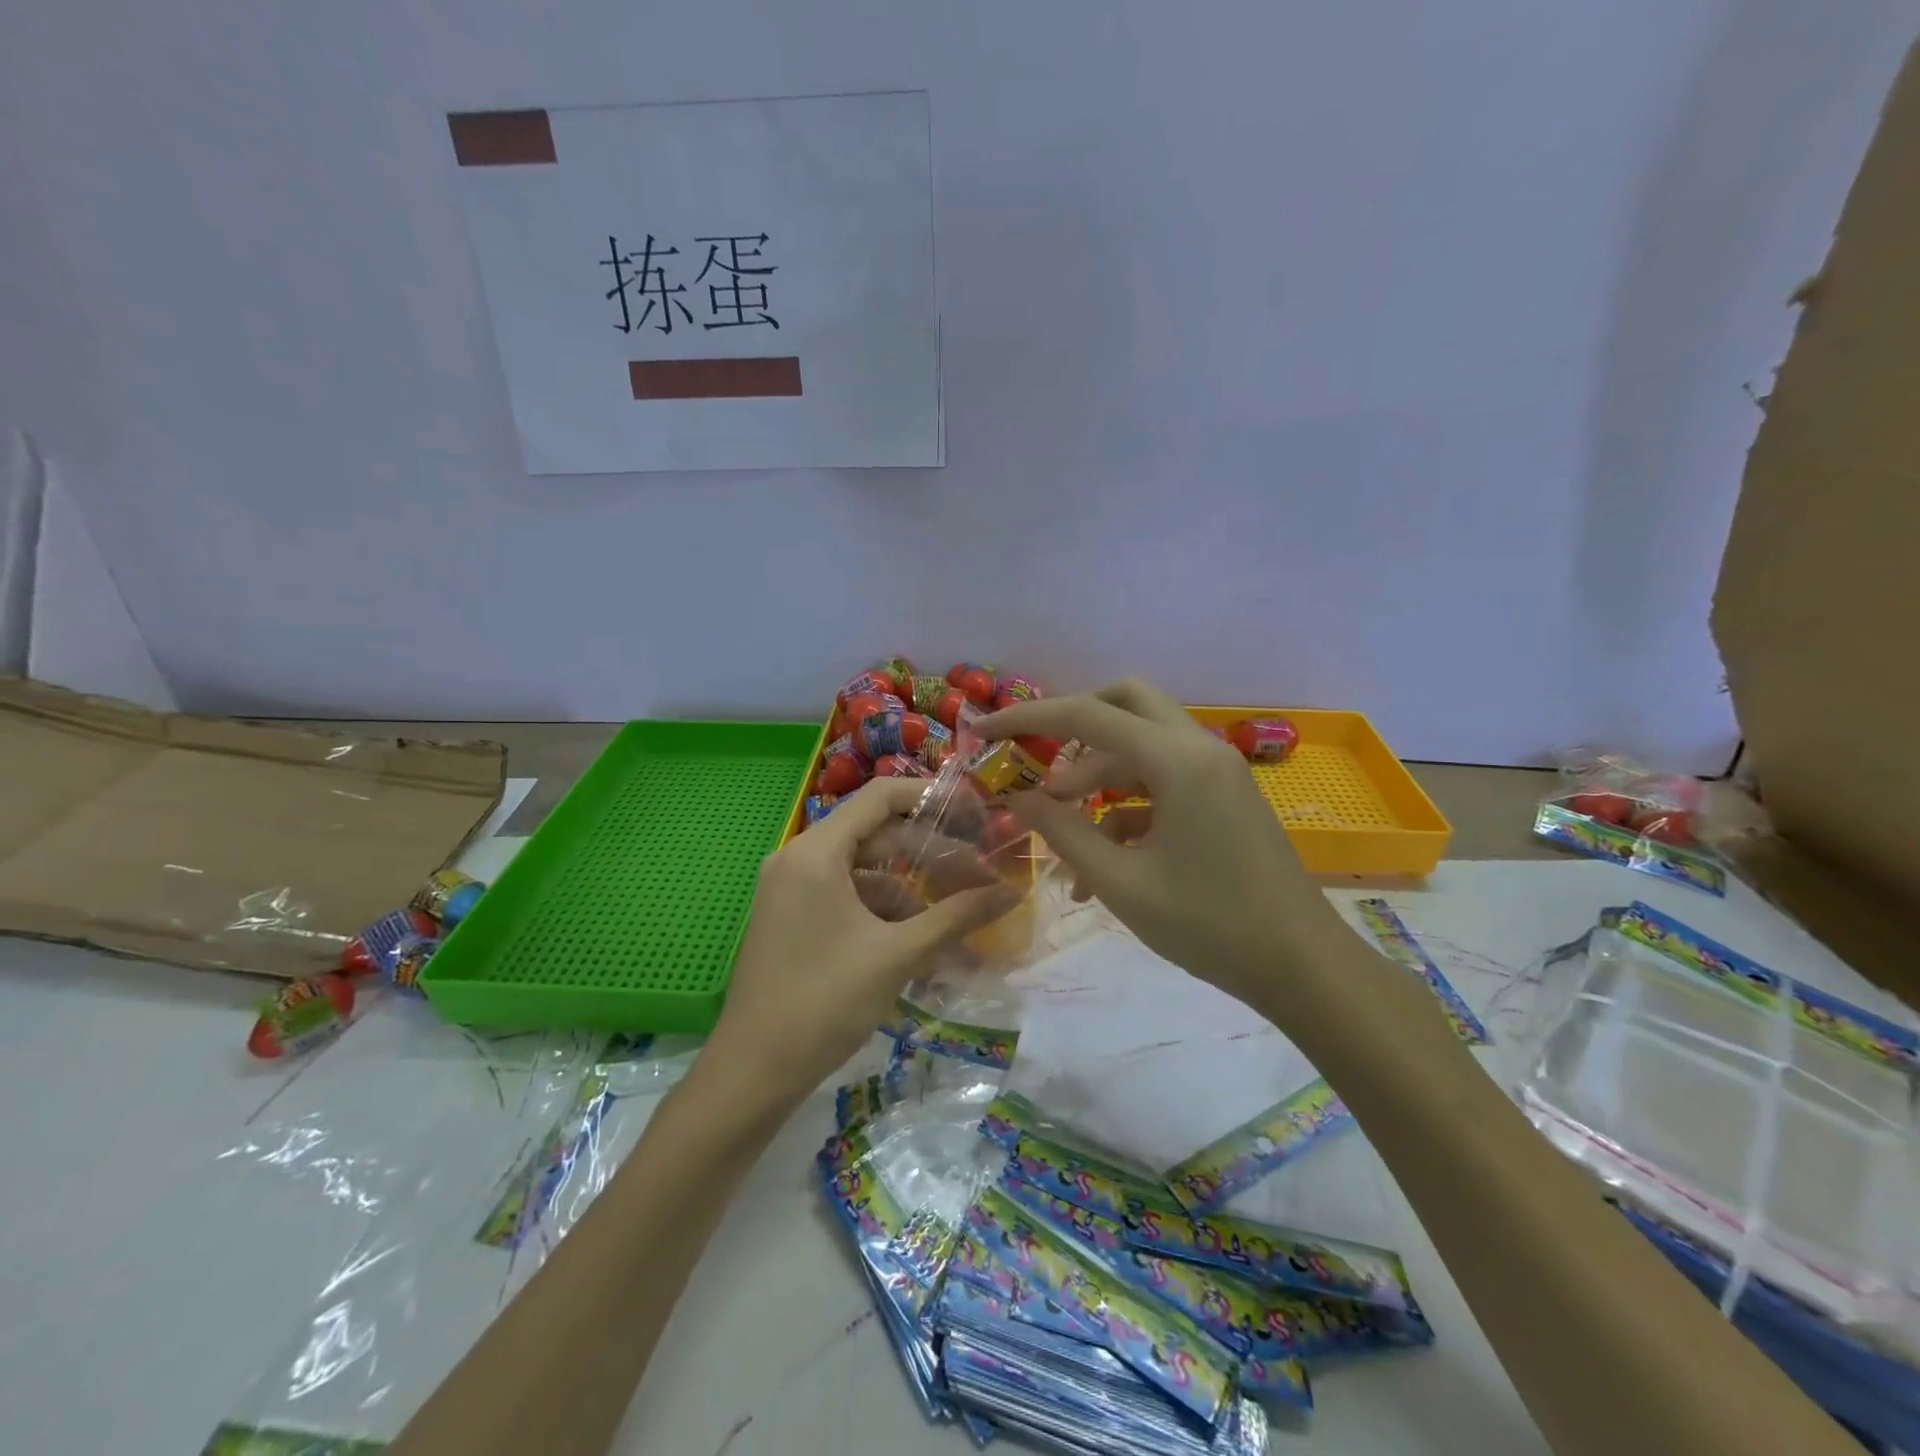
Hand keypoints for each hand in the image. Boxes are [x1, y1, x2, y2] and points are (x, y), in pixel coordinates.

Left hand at [703, 777, 1019, 1111]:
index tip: (976, 813)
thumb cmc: (824, 1003)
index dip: (933, 797)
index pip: (882, 797)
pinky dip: (882, 911)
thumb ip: (957, 917)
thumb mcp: (898, 956)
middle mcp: (798, 858)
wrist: (752, 1073)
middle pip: (876, 834)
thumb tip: (1011, 891)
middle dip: (930, 852)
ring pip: (863, 870)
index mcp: (816, 852)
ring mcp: (790, 889)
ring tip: (957, 916)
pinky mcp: (791, 918)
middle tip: (979, 872)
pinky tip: (918, 940)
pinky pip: (846, 897)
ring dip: (910, 889)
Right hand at [978, 678, 1345, 1016]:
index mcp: (1177, 760)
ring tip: (1063, 832)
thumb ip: (1063, 831)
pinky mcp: (1223, 794)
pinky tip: (1103, 858)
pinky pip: (1163, 778)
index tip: (984, 731)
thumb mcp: (1121, 882)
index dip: (1027, 718)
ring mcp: (1217, 770)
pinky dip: (1127, 802)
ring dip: (1097, 775)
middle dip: (1074, 724)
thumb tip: (1020, 797)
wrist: (1302, 966)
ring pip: (1142, 742)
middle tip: (1039, 761)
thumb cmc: (1209, 925)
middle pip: (1124, 701)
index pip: (1087, 715)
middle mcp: (1199, 748)